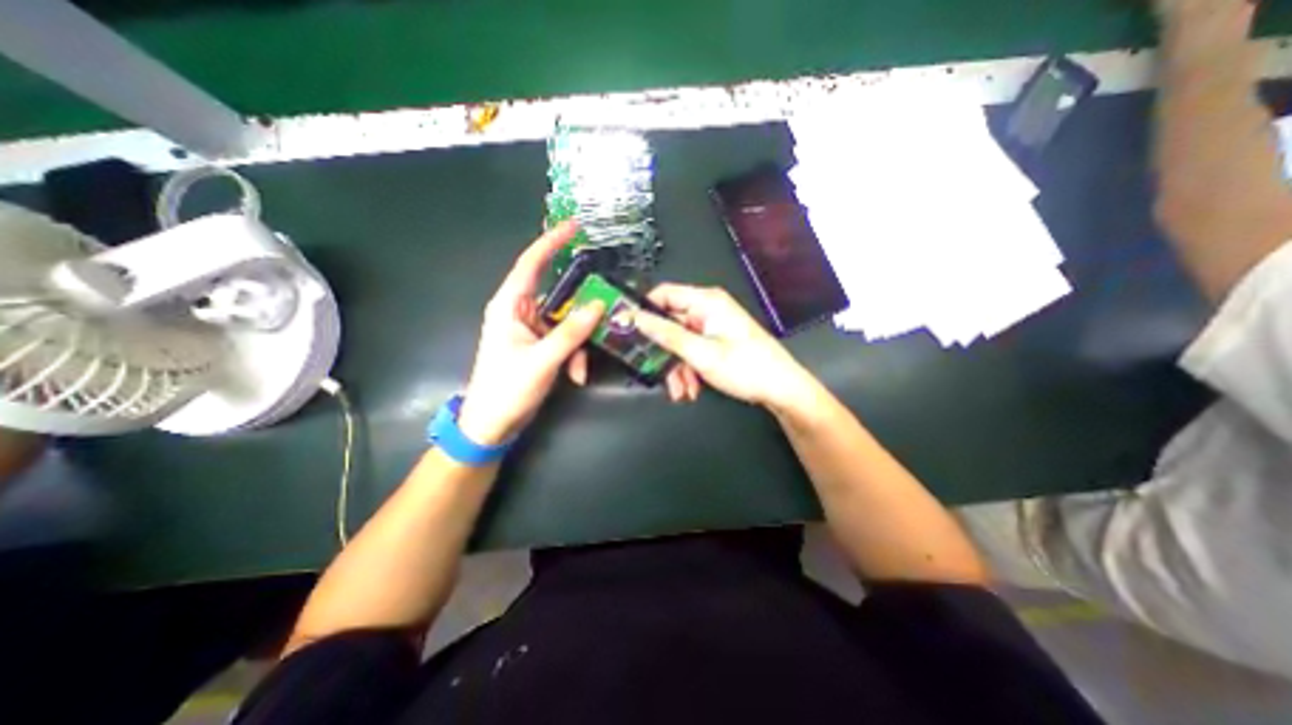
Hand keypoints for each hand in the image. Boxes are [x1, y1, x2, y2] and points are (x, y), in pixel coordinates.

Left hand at [455, 221, 609, 446]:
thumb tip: (597, 305)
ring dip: (579, 344)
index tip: (574, 226)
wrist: (493, 424)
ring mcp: (532, 330)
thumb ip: (571, 332)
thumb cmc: (507, 389)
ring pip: (567, 322)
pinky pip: (566, 340)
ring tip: (580, 369)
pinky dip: (575, 356)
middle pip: (559, 296)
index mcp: (509, 306)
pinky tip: (576, 376)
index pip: (530, 264)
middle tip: (605, 312)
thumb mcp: (542, 360)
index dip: (551, 242)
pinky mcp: (540, 346)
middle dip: (581, 312)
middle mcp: (521, 313)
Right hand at [635, 283, 815, 411]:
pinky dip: (688, 370)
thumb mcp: (701, 353)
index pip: (664, 295)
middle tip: (657, 372)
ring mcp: (712, 327)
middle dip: (664, 353)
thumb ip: (666, 335)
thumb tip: (638, 319)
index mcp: (707, 302)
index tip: (629, 330)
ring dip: (676, 368)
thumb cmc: (749, 368)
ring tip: (682, 390)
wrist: (781, 389)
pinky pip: (691, 352)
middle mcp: (708, 310)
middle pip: (670, 324)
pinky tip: (692, 388)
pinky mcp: (716, 342)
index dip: (644, 311)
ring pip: (679, 343)